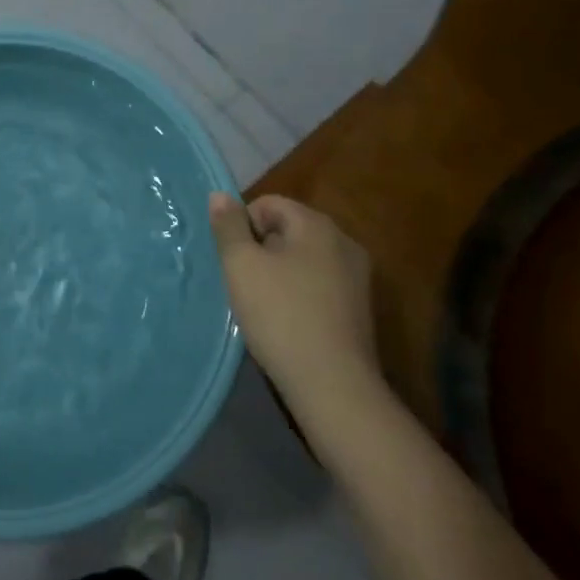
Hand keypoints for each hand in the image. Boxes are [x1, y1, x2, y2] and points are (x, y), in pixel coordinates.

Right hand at [208, 193, 376, 409]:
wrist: (332, 385)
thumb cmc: (280, 315)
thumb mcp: (241, 266)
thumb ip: (228, 226)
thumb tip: (220, 195)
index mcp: (317, 224)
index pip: (268, 204)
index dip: (242, 226)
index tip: (233, 260)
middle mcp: (343, 242)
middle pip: (288, 229)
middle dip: (260, 249)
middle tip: (243, 283)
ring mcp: (357, 277)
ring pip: (303, 259)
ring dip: (278, 273)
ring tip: (262, 304)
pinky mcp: (359, 308)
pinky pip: (318, 285)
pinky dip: (298, 294)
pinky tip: (286, 321)